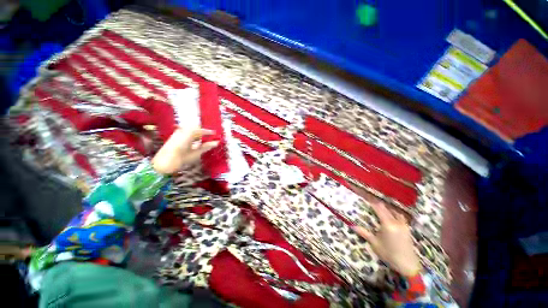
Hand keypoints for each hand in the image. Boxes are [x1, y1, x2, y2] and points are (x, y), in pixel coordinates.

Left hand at [152, 128, 218, 174]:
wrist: (162, 165)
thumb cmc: (180, 159)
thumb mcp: (195, 153)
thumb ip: (206, 146)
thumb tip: (216, 142)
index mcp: (187, 134)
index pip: (200, 129)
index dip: (208, 131)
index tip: (215, 133)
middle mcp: (182, 131)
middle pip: (195, 128)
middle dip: (203, 132)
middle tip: (210, 137)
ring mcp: (177, 134)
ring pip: (190, 130)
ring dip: (197, 134)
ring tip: (204, 140)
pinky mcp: (174, 137)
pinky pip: (185, 133)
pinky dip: (192, 136)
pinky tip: (195, 142)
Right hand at [353, 200, 420, 276]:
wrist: (409, 266)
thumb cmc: (390, 254)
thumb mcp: (375, 244)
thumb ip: (364, 233)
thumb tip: (352, 226)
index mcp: (388, 224)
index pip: (379, 208)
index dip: (372, 203)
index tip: (366, 199)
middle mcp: (396, 222)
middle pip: (386, 209)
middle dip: (378, 205)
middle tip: (371, 204)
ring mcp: (403, 225)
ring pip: (394, 211)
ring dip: (387, 209)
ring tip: (380, 209)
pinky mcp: (407, 229)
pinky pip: (400, 216)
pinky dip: (394, 213)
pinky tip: (391, 217)